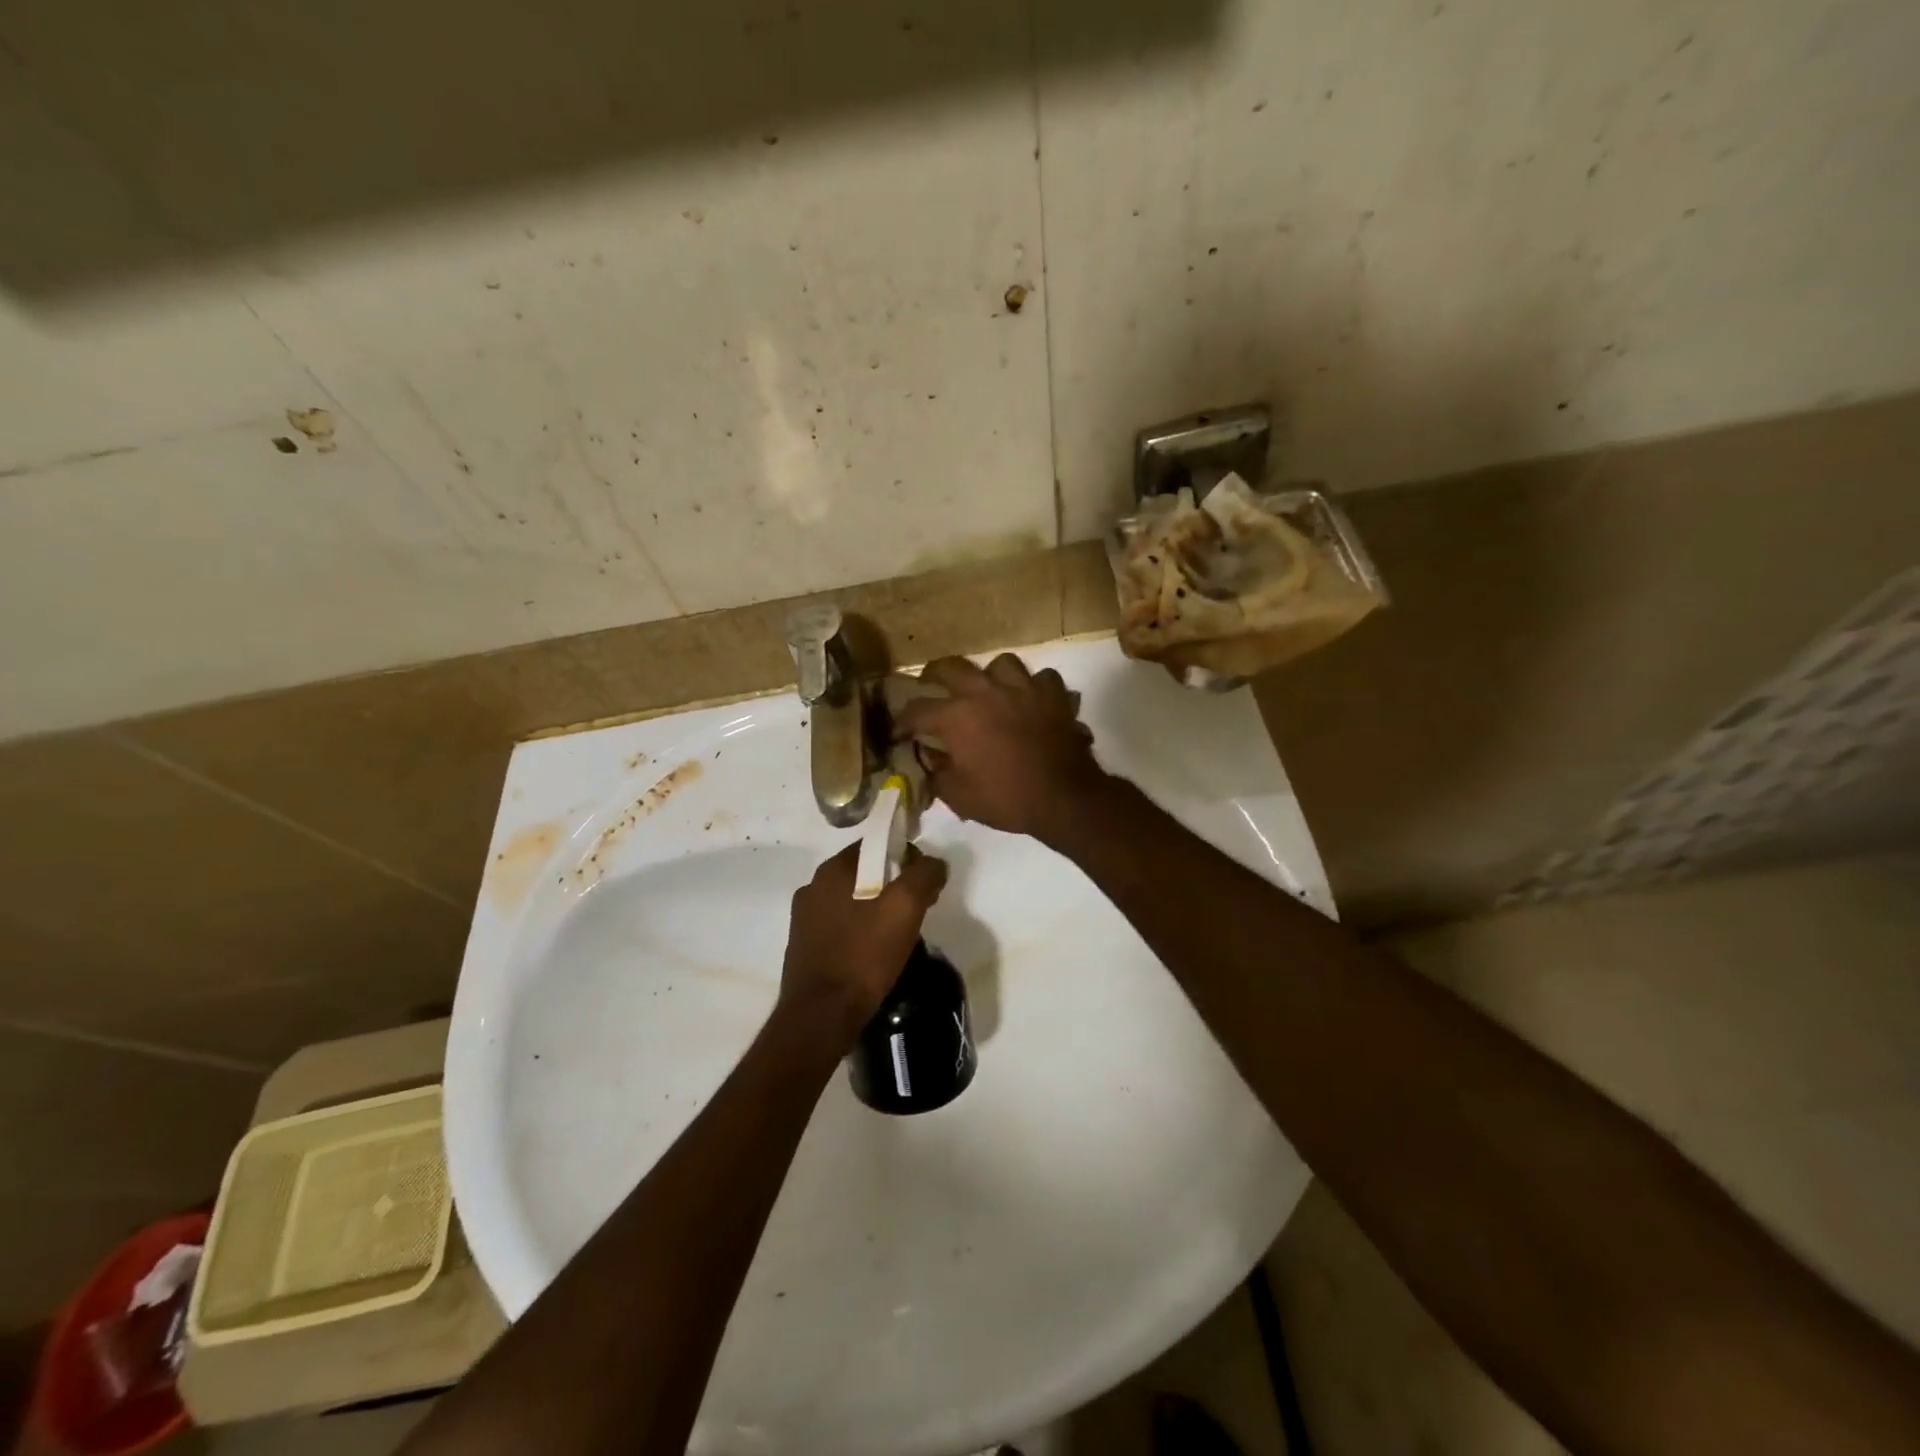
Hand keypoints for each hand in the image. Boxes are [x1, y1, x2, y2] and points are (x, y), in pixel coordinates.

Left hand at [780, 843, 947, 1039]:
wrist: (821, 1016)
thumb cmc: (863, 955)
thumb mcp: (905, 908)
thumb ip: (924, 875)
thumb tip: (933, 863)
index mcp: (832, 870)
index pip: (876, 845)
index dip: (906, 858)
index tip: (925, 885)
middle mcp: (812, 887)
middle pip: (865, 873)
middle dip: (895, 886)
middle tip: (918, 912)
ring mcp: (804, 918)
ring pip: (853, 900)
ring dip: (877, 910)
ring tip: (899, 936)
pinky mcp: (804, 946)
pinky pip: (841, 926)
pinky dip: (861, 931)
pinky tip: (874, 953)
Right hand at [893, 654, 1107, 841]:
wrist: (1065, 798)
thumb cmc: (1007, 799)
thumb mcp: (960, 796)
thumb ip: (937, 772)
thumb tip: (929, 756)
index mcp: (957, 717)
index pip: (917, 710)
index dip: (901, 722)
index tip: (897, 733)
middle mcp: (986, 692)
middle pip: (951, 666)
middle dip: (934, 674)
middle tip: (931, 685)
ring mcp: (1023, 688)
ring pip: (1001, 664)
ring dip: (991, 676)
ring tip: (990, 690)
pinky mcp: (1054, 695)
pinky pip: (1042, 679)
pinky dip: (1035, 687)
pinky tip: (1031, 700)